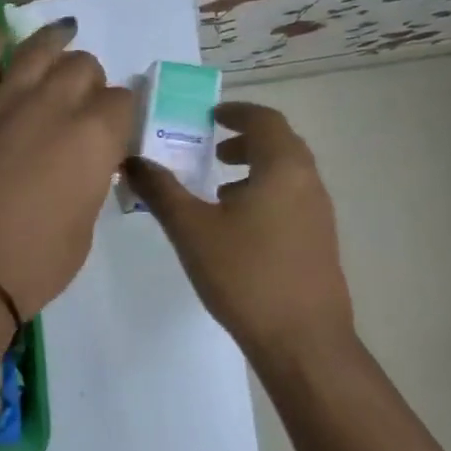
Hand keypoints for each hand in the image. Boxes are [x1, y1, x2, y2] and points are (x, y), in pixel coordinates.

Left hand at [0, 18, 133, 319]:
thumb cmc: (33, 265)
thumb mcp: (84, 228)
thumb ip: (90, 181)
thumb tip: (86, 163)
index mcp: (94, 137)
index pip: (123, 102)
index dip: (122, 115)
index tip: (115, 131)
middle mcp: (54, 106)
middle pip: (83, 68)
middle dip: (92, 82)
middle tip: (84, 104)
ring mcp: (4, 103)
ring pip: (38, 51)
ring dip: (55, 43)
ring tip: (63, 36)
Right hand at [123, 101, 355, 356]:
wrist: (301, 339)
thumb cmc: (244, 274)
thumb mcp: (191, 229)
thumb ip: (160, 191)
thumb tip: (132, 160)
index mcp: (282, 168)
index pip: (265, 120)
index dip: (236, 112)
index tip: (210, 116)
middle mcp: (308, 182)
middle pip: (280, 144)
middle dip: (244, 140)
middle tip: (210, 150)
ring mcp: (319, 214)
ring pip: (286, 175)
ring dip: (254, 170)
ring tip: (218, 190)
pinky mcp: (318, 242)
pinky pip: (290, 200)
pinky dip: (264, 195)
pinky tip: (237, 229)